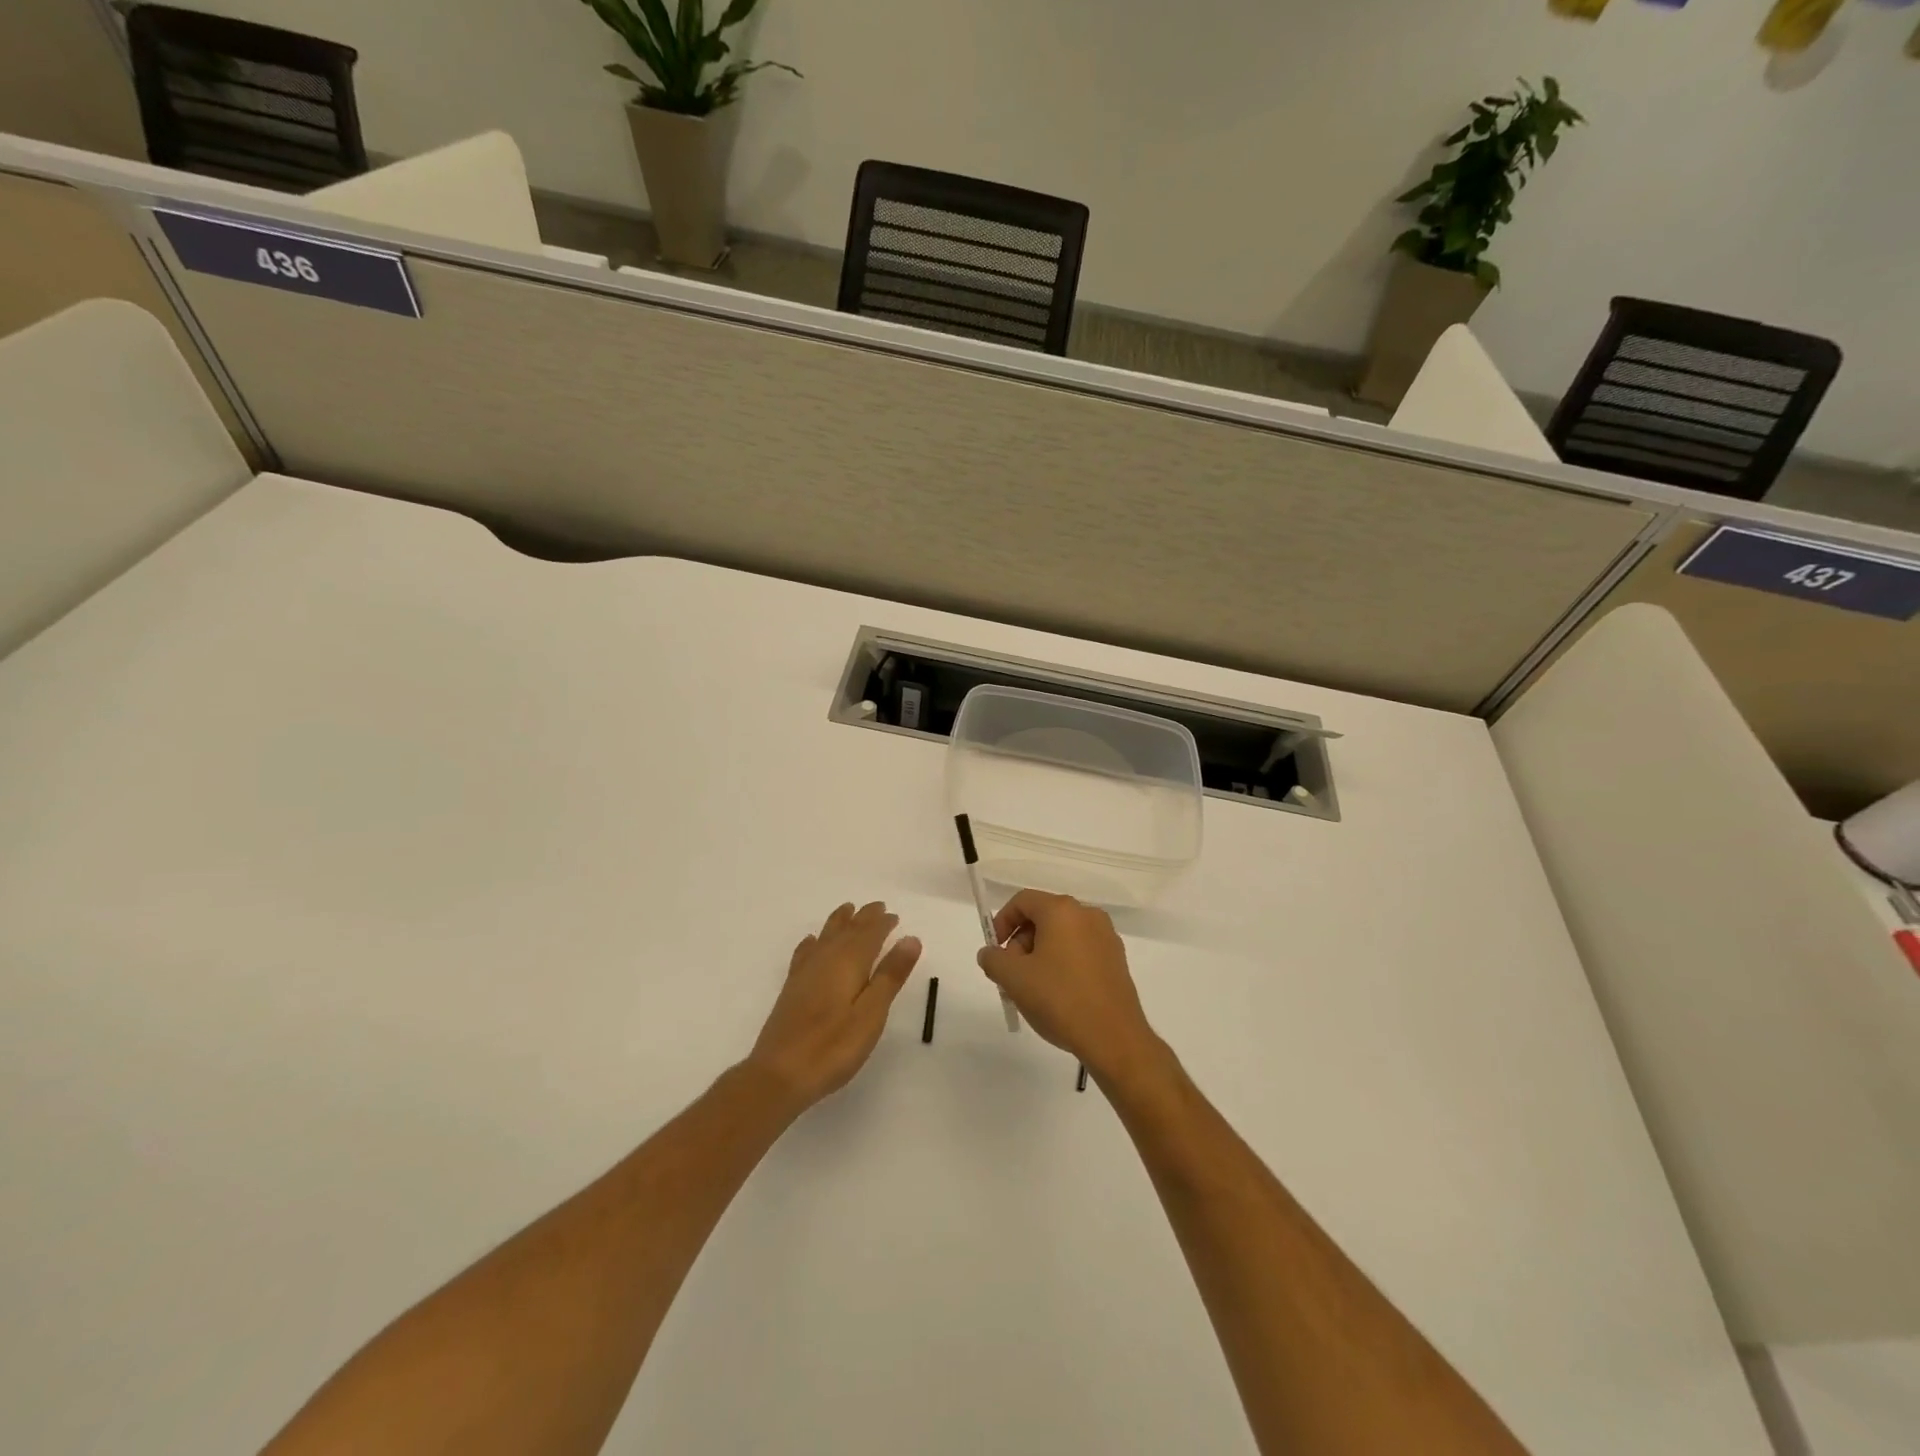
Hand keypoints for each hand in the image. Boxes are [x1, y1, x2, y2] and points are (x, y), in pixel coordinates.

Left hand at [746, 901, 921, 1111]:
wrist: (780, 1074)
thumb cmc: (833, 1047)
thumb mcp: (871, 1013)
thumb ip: (890, 975)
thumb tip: (910, 938)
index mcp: (849, 962)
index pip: (869, 934)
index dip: (883, 923)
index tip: (894, 916)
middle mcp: (825, 959)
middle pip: (847, 930)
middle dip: (863, 917)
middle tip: (877, 907)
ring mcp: (805, 973)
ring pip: (825, 936)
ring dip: (839, 922)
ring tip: (848, 910)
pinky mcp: (792, 989)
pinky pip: (805, 952)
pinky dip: (812, 942)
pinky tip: (811, 942)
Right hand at [977, 890, 1162, 1083]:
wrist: (1113, 1037)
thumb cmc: (1059, 999)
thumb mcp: (1014, 979)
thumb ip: (993, 959)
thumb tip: (990, 953)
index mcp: (1062, 910)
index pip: (1023, 901)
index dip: (1002, 921)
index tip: (995, 950)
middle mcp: (1087, 915)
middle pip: (1043, 917)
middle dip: (1021, 942)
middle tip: (1012, 975)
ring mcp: (1106, 937)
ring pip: (1062, 936)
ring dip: (1040, 955)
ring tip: (1033, 990)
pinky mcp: (1117, 960)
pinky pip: (1080, 951)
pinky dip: (1063, 964)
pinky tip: (1058, 995)